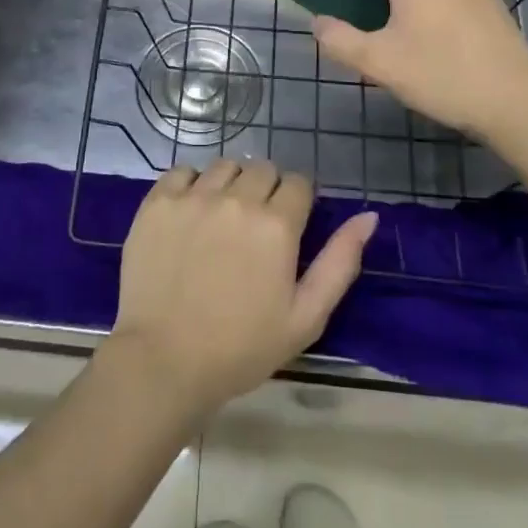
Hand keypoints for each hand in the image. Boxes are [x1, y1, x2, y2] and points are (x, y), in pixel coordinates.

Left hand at [108, 161, 376, 416]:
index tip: (290, 226)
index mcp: (277, 225)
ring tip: (223, 219)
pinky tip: (191, 213)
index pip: (299, 183)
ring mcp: (194, 196)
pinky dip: (192, 184)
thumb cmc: (241, 347)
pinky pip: (184, 171)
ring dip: (232, 184)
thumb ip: (340, 261)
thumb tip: (368, 217)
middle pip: (263, 169)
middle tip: (257, 227)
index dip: (298, 202)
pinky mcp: (159, 201)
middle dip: (268, 190)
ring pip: (226, 166)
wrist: (164, 361)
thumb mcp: (306, 317)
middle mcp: (237, 199)